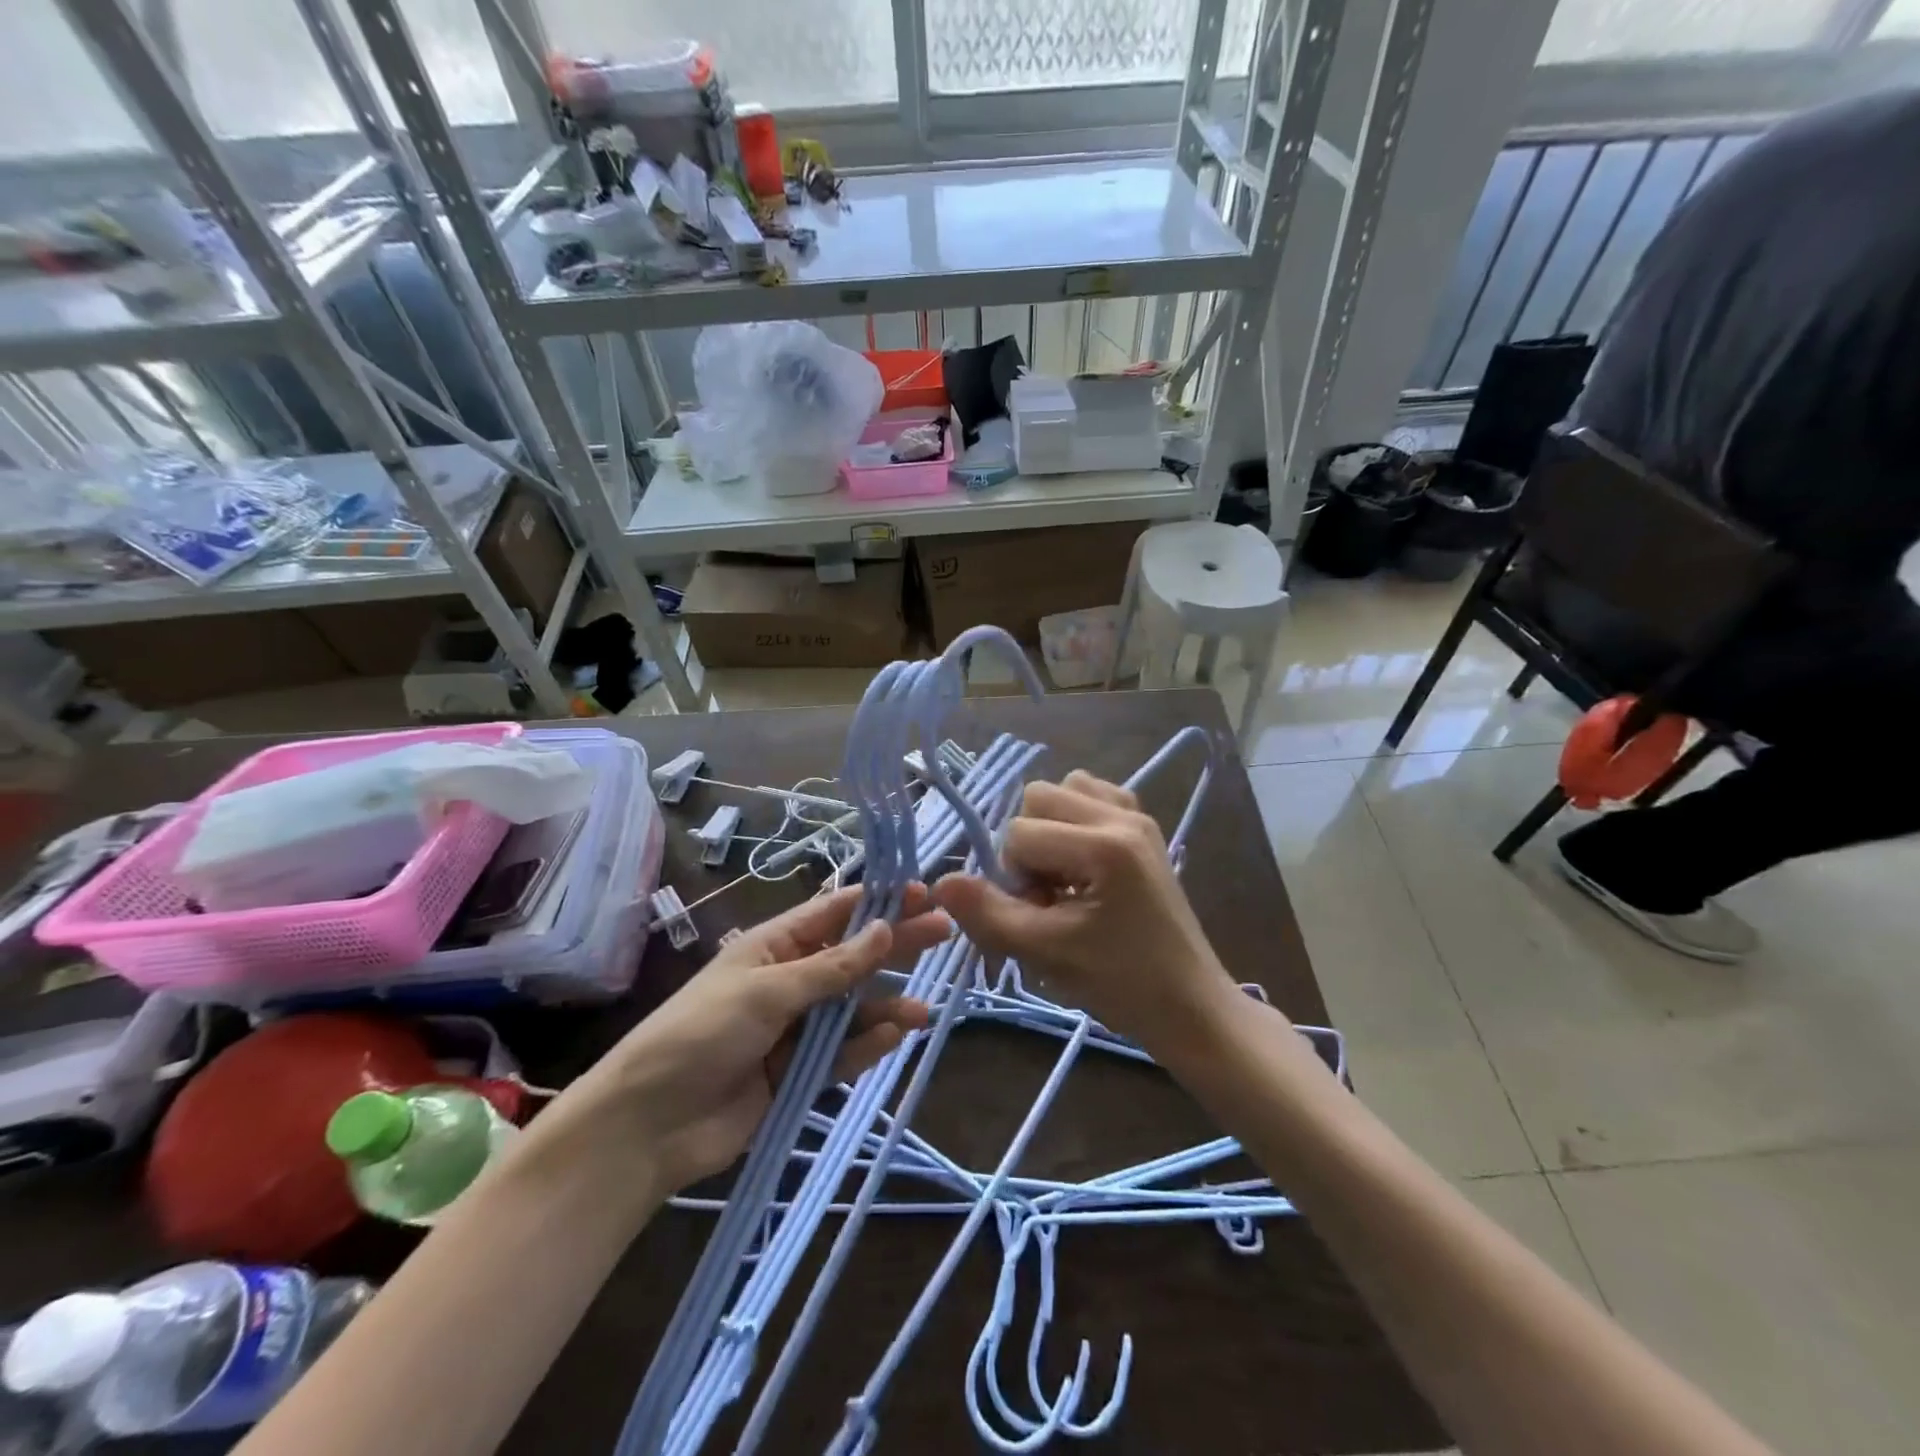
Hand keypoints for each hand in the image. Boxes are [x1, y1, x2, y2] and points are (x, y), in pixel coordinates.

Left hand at [530, 886, 944, 1197]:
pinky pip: (841, 1052)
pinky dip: (867, 1045)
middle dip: (895, 946)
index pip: (834, 913)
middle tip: (944, 932)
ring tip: (924, 1011)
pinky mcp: (798, 1072)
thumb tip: (885, 928)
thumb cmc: (701, 1033)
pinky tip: (895, 1037)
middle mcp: (789, 980)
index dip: (878, 900)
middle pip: (852, 957)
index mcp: (774, 946)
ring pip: (852, 1009)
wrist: (650, 1125)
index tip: (922, 891)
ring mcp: (794, 1028)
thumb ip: (832, 967)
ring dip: (886, 1006)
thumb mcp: (768, 991)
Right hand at [932, 771, 1245, 1066]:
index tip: (1041, 916)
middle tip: (1050, 896)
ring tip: (1067, 878)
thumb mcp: (1045, 953)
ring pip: (1064, 789)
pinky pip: (1093, 796)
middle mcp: (1122, 816)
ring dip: (1050, 829)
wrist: (1189, 1005)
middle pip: (1038, 797)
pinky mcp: (1144, 826)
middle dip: (1029, 846)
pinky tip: (1085, 863)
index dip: (1014, 878)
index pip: (1018, 834)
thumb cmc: (1120, 984)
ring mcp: (1138, 816)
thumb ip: (987, 914)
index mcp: (1103, 845)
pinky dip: (1075, 821)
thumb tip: (941, 882)